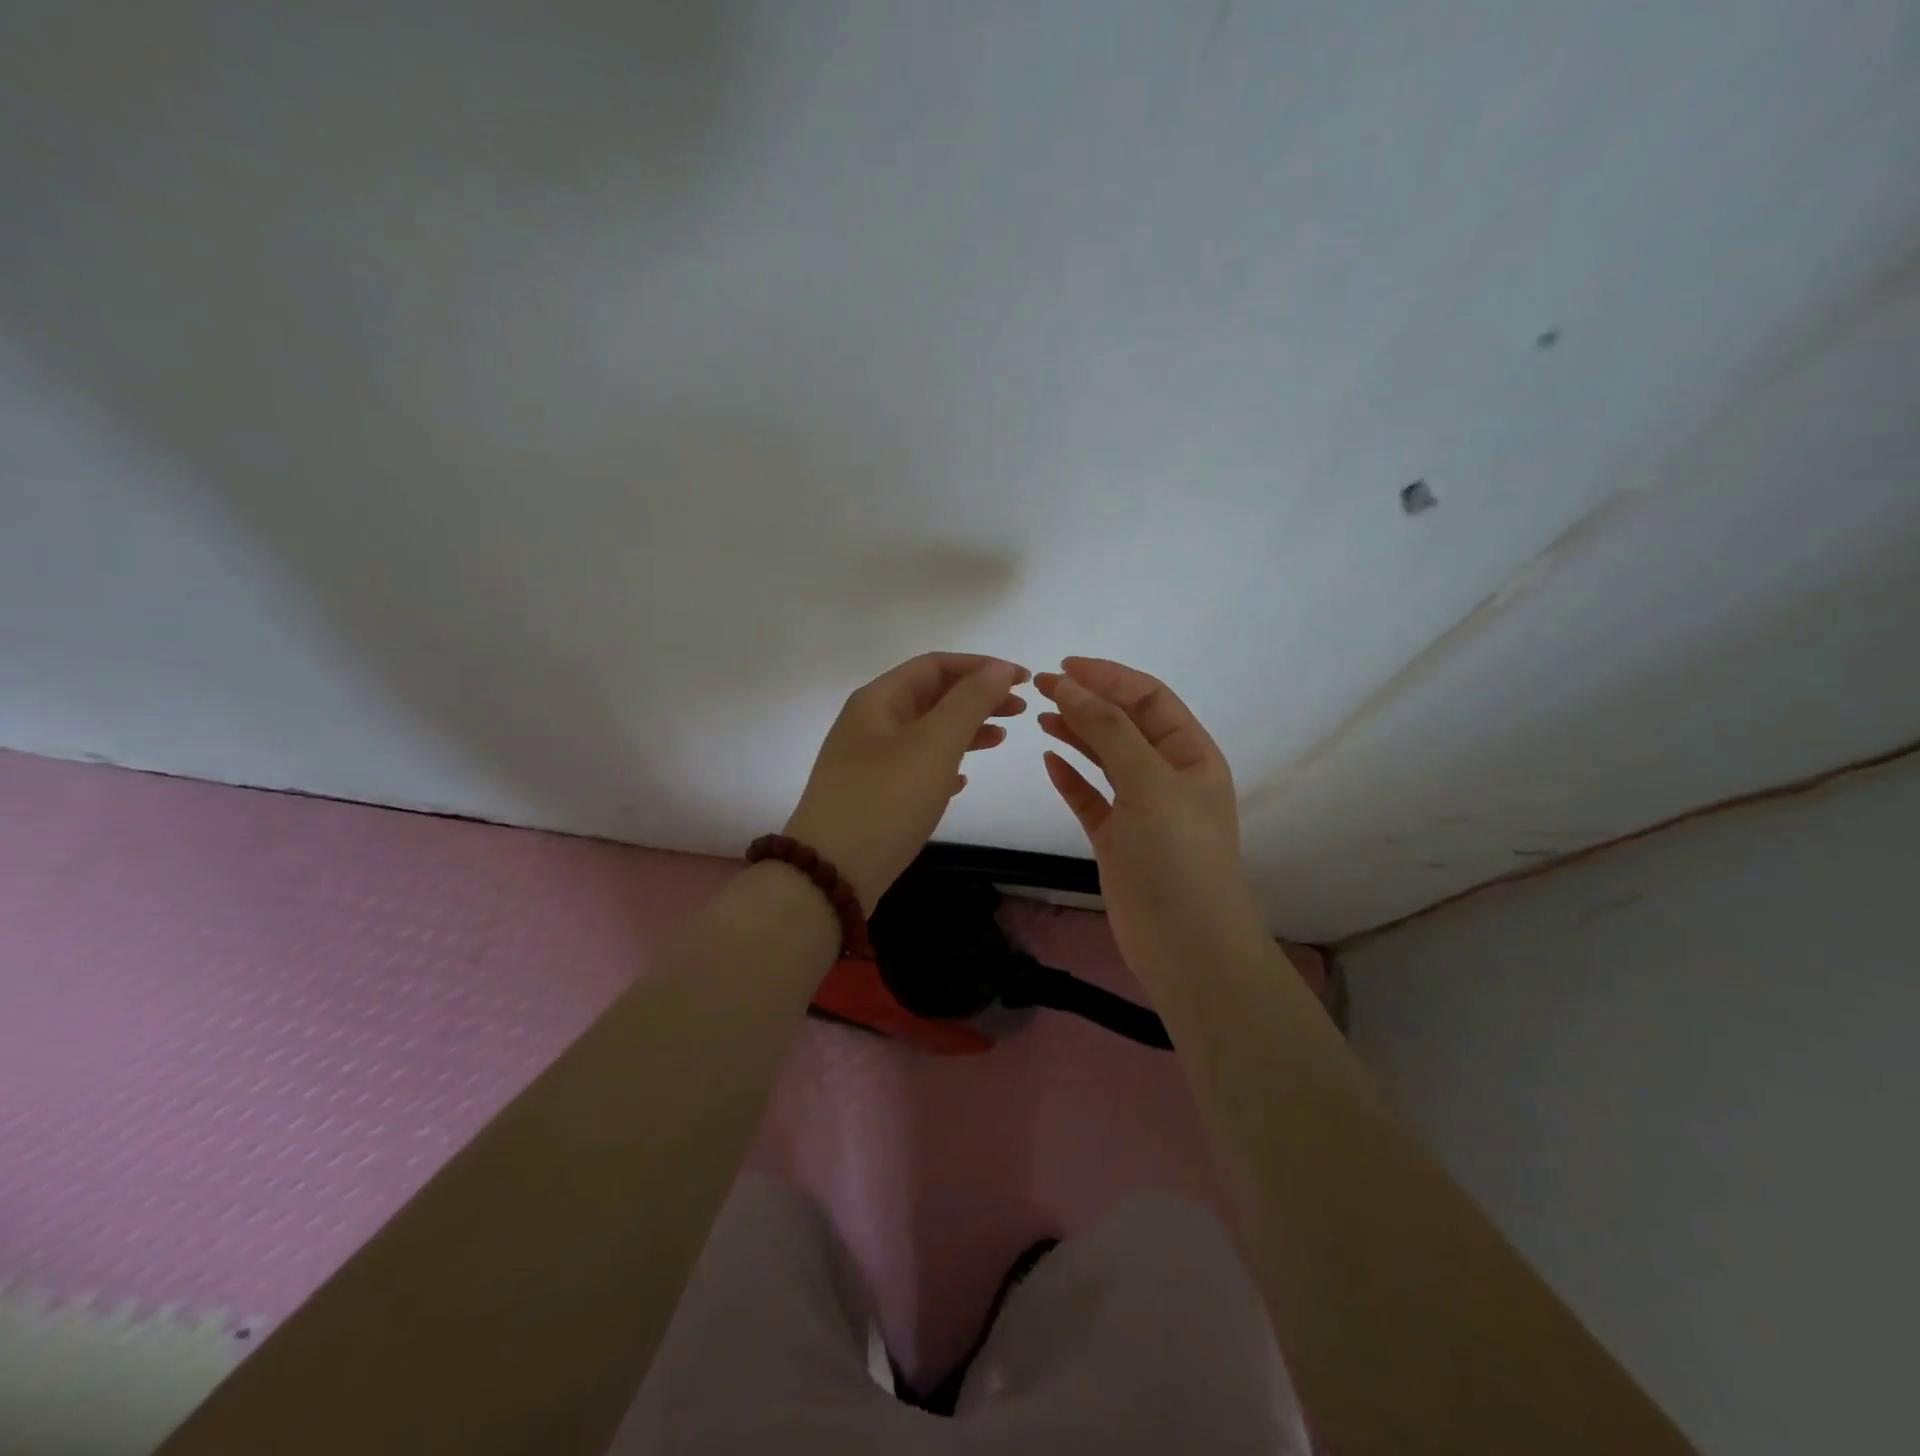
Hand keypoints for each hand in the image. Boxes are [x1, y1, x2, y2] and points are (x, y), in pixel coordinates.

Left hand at [784, 652, 1030, 912]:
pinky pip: (915, 766)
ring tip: (1001, 739)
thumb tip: (999, 670)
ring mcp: (868, 761)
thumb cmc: (886, 799)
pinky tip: (963, 781)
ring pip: (925, 732)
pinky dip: (944, 764)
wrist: (832, 873)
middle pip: (931, 696)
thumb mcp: (934, 744)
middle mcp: (870, 723)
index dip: (981, 666)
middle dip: (977, 697)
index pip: (935, 665)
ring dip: (965, 730)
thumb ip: (970, 702)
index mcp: (879, 700)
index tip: (1023, 680)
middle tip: (1020, 710)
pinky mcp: (872, 795)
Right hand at [1035, 657, 1267, 988]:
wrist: (1187, 946)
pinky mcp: (1116, 838)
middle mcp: (1167, 775)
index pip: (1149, 699)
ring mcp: (1140, 809)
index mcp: (1190, 754)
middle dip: (1087, 701)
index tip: (1064, 666)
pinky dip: (1070, 777)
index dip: (1109, 677)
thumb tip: (1070, 684)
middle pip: (1124, 724)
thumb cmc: (1177, 856)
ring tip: (1040, 716)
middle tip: (1041, 688)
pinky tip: (1048, 760)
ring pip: (1104, 758)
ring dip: (1075, 733)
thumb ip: (1108, 730)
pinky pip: (1090, 797)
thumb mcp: (1149, 782)